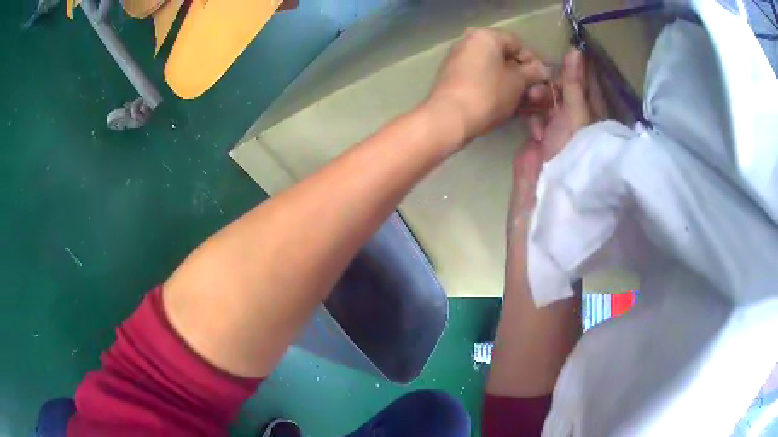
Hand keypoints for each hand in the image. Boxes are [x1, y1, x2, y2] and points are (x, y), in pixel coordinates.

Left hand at [426, 28, 550, 141]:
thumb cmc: (488, 94)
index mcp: (485, 36)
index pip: (517, 43)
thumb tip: (542, 69)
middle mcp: (469, 43)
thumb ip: (532, 72)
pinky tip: (507, 104)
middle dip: (523, 76)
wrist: (450, 118)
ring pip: (494, 70)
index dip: (532, 62)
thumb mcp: (518, 82)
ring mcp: (459, 61)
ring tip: (525, 104)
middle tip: (534, 95)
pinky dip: (495, 89)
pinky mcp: (454, 79)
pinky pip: (481, 79)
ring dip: (512, 85)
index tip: (540, 80)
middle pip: (505, 57)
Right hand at [526, 48, 606, 161]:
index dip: (573, 68)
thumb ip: (573, 84)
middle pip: (562, 88)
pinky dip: (533, 119)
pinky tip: (535, 132)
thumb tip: (576, 50)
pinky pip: (534, 116)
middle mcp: (576, 115)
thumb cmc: (572, 150)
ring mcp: (557, 126)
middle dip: (550, 84)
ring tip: (533, 101)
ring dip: (538, 98)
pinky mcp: (540, 136)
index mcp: (591, 110)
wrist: (547, 188)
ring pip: (546, 99)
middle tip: (540, 85)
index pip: (584, 81)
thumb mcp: (576, 114)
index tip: (558, 57)